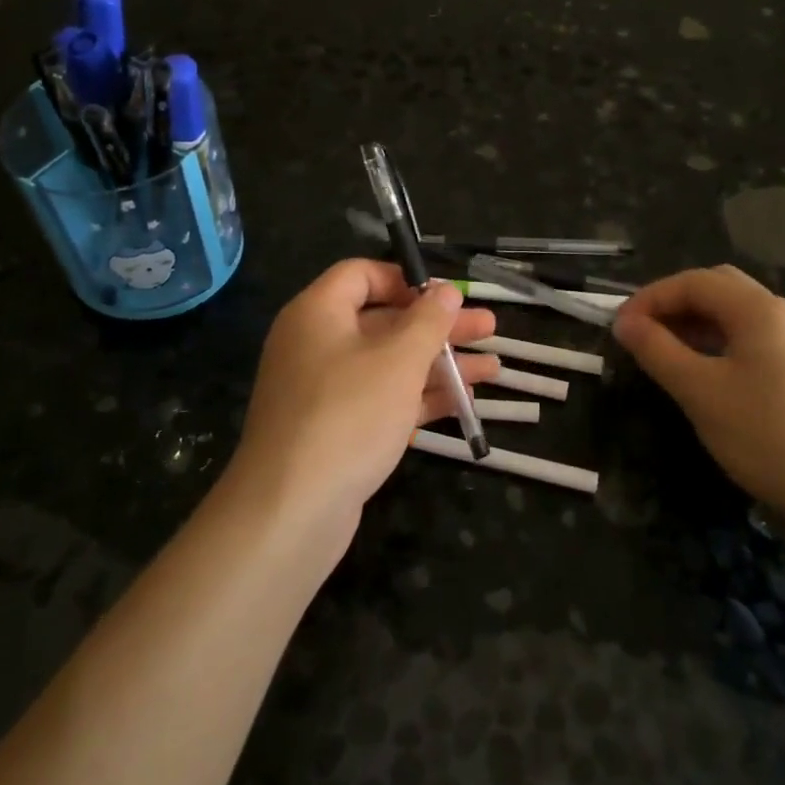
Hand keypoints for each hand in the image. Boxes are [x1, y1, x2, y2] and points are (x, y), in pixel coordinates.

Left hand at [227, 260, 499, 540]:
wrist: (291, 510)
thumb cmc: (348, 415)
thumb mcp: (398, 360)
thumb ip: (427, 321)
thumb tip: (444, 290)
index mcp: (318, 313)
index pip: (361, 275)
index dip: (406, 279)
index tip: (446, 295)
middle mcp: (316, 344)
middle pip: (384, 320)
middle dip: (438, 325)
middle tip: (489, 327)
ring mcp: (325, 390)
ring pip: (389, 363)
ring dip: (439, 363)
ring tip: (493, 367)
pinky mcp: (336, 429)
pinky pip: (383, 399)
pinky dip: (421, 396)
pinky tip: (466, 401)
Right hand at [613, 265, 784, 519]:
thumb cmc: (766, 434)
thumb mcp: (700, 391)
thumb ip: (657, 350)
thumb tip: (624, 322)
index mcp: (759, 309)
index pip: (693, 282)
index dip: (650, 298)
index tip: (620, 327)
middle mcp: (783, 313)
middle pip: (718, 287)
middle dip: (674, 303)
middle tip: (643, 333)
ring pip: (737, 313)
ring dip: (696, 322)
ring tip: (666, 352)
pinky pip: (753, 338)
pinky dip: (719, 341)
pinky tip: (707, 372)